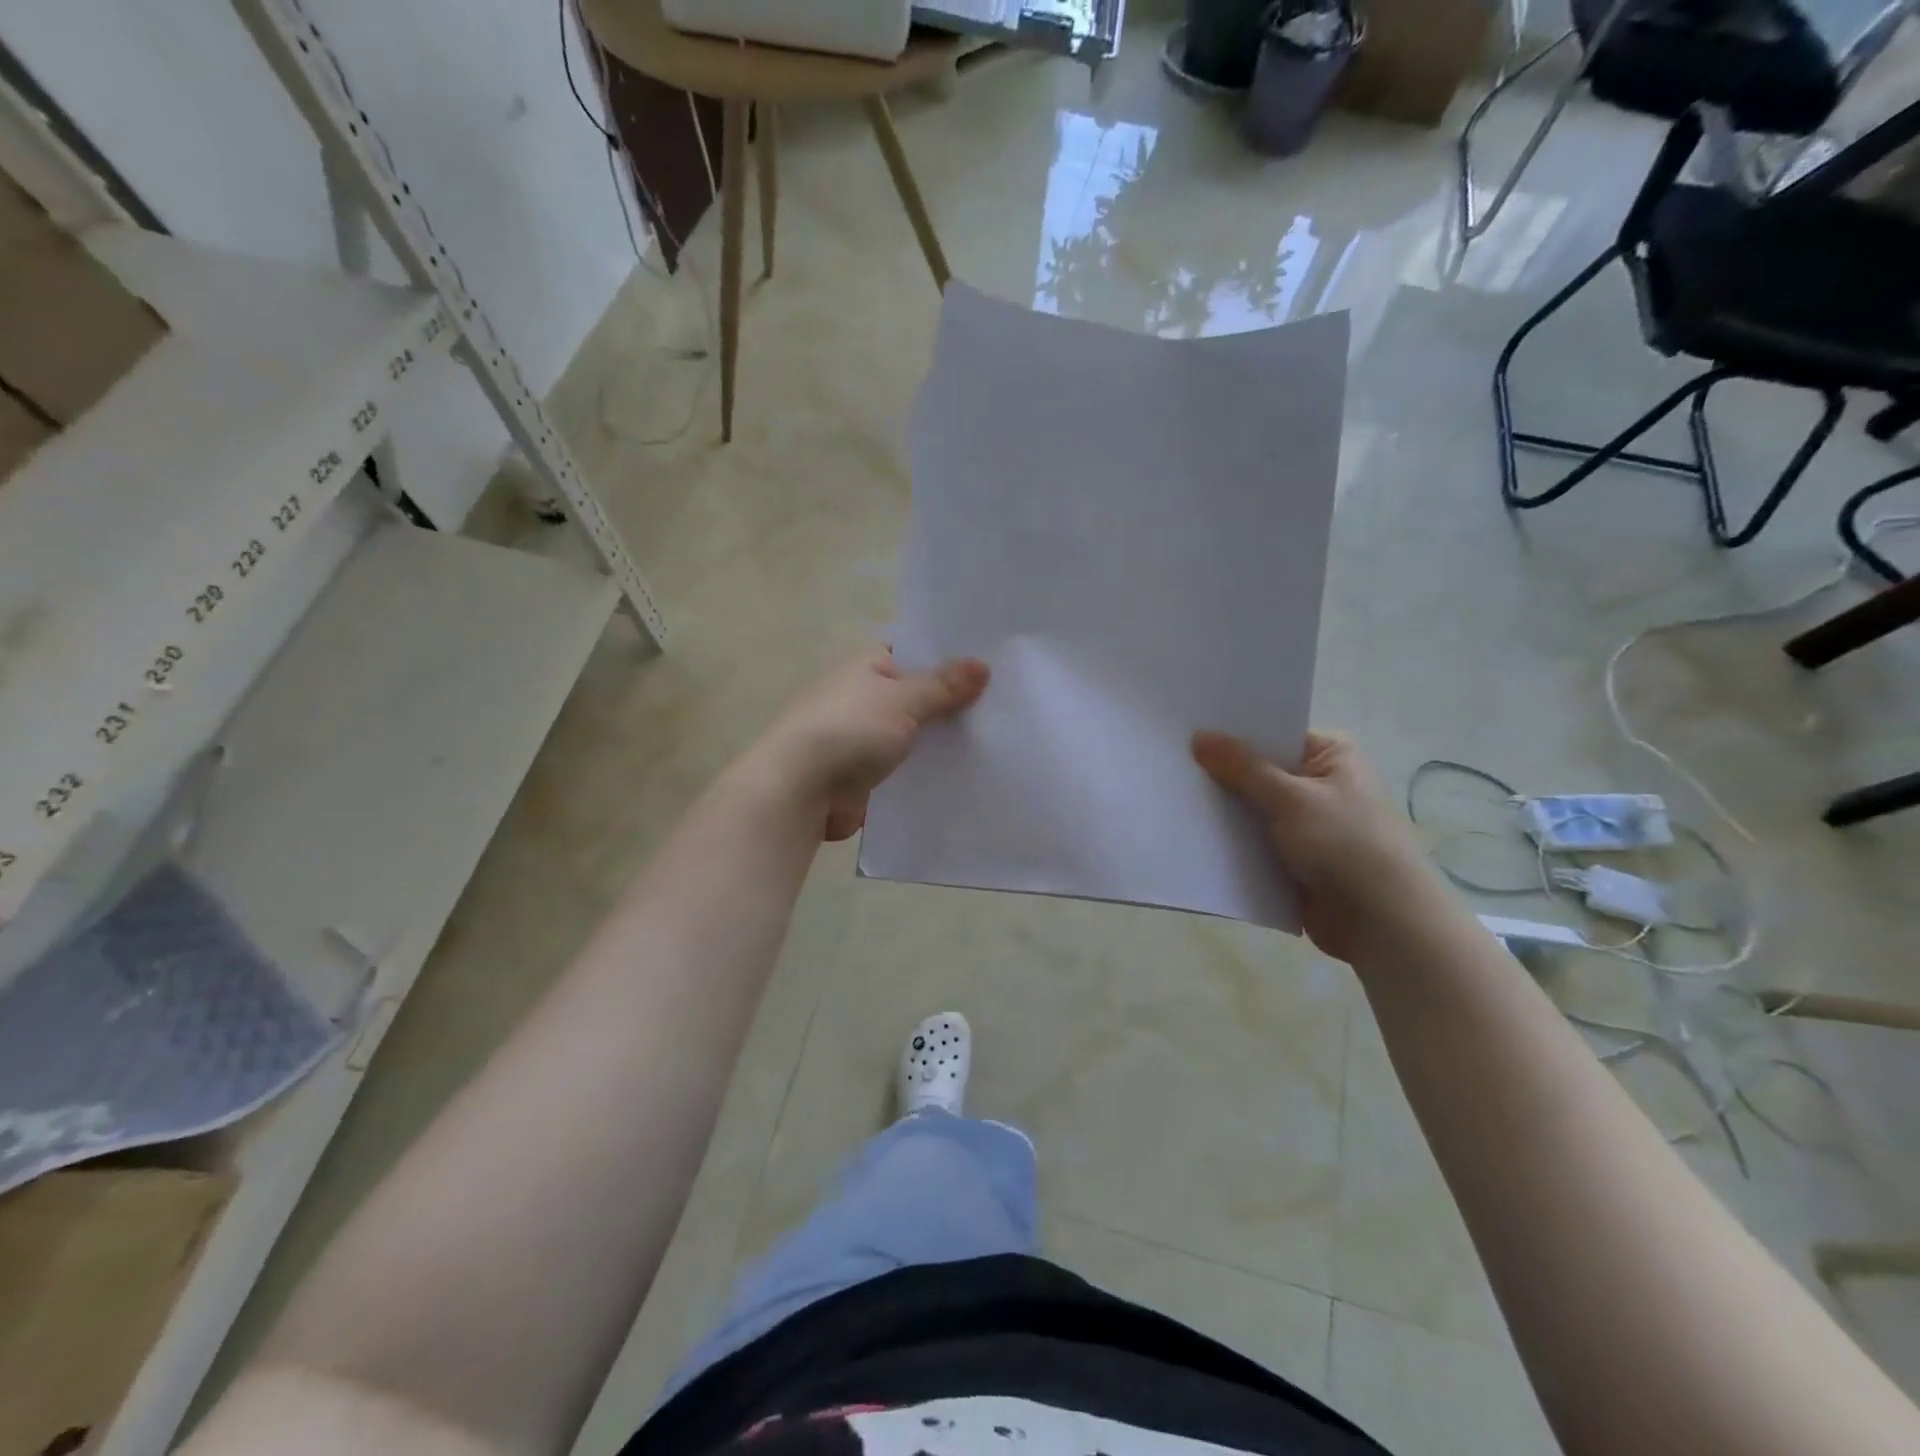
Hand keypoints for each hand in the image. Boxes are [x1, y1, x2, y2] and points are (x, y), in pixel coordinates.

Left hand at [745, 649, 990, 840]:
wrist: (800, 790)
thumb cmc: (850, 730)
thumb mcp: (904, 700)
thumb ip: (943, 686)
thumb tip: (982, 664)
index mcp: (868, 666)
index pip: (916, 653)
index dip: (951, 659)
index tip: (993, 668)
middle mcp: (865, 697)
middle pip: (918, 697)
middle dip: (953, 705)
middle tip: (1007, 708)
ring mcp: (864, 738)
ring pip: (914, 736)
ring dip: (942, 743)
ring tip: (998, 743)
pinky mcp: (866, 776)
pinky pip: (906, 769)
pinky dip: (928, 772)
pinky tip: (967, 777)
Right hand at [1191, 730, 1432, 959]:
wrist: (1382, 924)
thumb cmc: (1346, 846)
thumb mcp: (1292, 799)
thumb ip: (1243, 769)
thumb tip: (1199, 737)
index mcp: (1331, 756)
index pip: (1273, 733)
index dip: (1232, 732)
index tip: (1187, 728)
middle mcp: (1318, 784)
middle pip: (1258, 770)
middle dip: (1220, 772)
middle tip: (1169, 760)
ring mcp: (1304, 823)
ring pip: (1251, 808)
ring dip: (1222, 809)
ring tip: (1170, 793)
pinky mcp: (1291, 858)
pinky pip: (1251, 840)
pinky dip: (1229, 840)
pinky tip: (1189, 832)